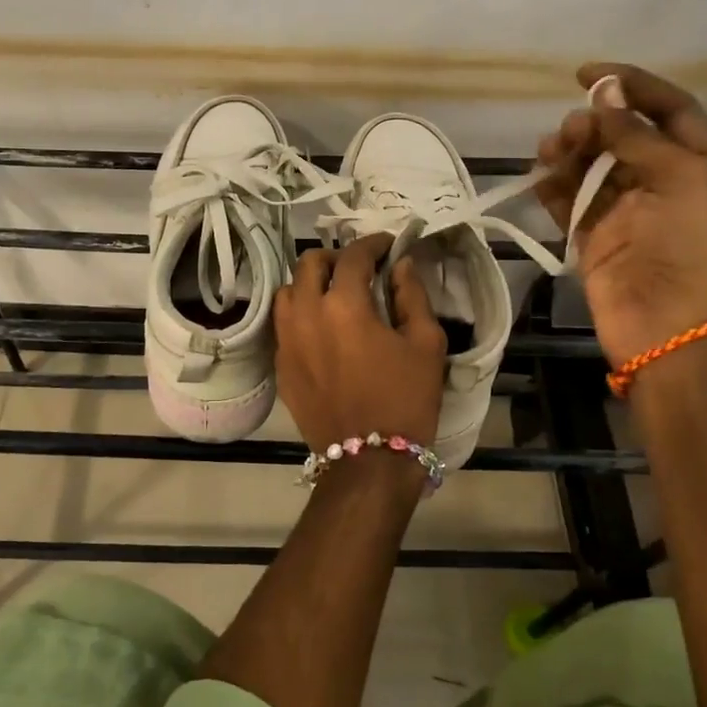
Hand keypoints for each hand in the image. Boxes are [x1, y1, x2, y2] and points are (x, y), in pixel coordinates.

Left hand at [273, 233, 446, 454]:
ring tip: (334, 294)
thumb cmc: (405, 400)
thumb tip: (400, 266)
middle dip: (335, 258)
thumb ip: (412, 296)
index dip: (372, 244)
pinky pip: (283, 324)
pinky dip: (300, 313)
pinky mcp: (280, 365)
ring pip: (288, 292)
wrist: (369, 462)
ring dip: (310, 283)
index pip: (353, 256)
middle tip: (359, 269)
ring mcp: (287, 341)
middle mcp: (305, 314)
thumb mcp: (425, 344)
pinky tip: (321, 327)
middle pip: (308, 264)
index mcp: (343, 304)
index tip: (387, 245)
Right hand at [533, 62, 706, 366]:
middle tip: (570, 130)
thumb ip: (636, 135)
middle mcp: (663, 182)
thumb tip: (604, 93)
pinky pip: (569, 201)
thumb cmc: (689, 247)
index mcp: (699, 164)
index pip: (669, 109)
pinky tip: (540, 179)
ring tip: (550, 152)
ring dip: (569, 152)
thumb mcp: (679, 178)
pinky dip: (553, 187)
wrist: (668, 326)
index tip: (587, 74)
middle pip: (622, 135)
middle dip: (593, 123)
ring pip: (591, 166)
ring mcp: (625, 210)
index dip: (633, 85)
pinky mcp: (593, 236)